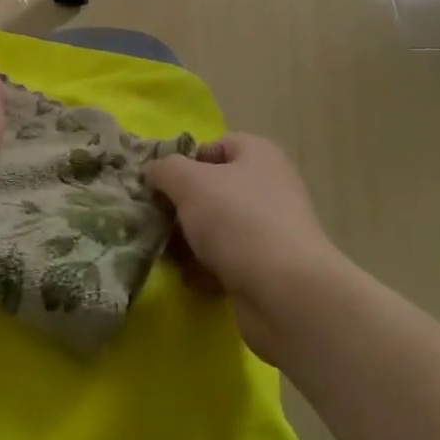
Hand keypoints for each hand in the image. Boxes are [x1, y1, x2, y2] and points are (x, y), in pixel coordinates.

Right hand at [148, 134, 338, 363]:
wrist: (286, 293)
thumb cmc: (237, 220)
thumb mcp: (189, 182)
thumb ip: (164, 169)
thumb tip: (153, 172)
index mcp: (258, 155)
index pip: (214, 146)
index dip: (184, 161)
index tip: (160, 184)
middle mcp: (269, 187)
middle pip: (213, 189)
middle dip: (182, 206)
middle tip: (156, 221)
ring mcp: (272, 230)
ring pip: (218, 228)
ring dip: (190, 241)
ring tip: (166, 253)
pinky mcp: (269, 269)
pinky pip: (228, 261)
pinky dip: (207, 269)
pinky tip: (190, 279)